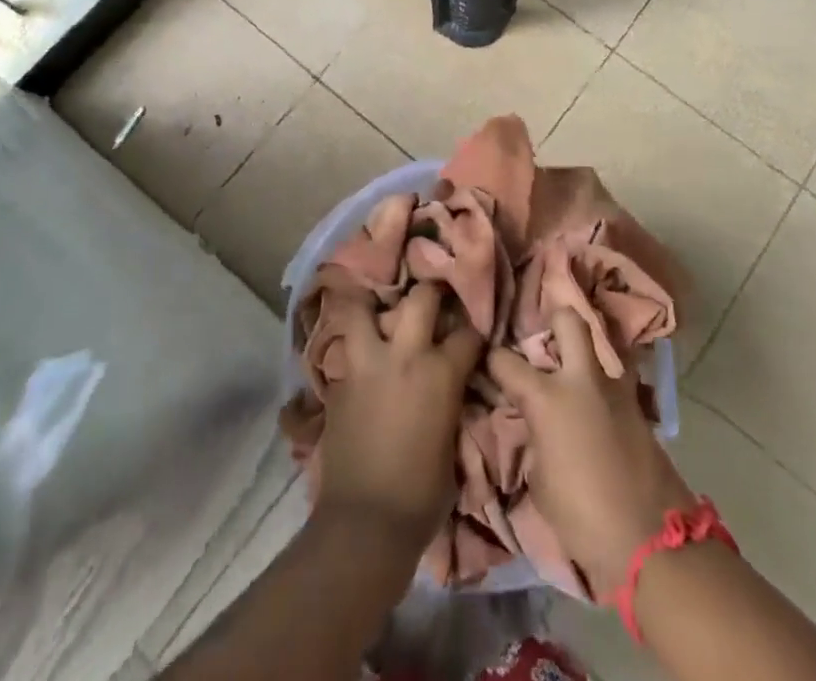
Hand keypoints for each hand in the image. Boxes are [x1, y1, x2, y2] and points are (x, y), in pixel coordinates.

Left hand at [316, 281, 483, 548]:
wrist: (365, 522)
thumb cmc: (422, 495)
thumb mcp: (453, 444)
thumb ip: (452, 403)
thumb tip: (452, 389)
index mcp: (440, 373)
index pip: (468, 333)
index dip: (475, 329)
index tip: (475, 328)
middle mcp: (404, 355)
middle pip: (421, 298)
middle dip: (431, 293)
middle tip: (434, 298)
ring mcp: (366, 362)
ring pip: (364, 308)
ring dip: (373, 305)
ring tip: (380, 307)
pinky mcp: (339, 380)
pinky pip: (347, 346)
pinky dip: (354, 343)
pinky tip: (359, 349)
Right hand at [488, 307, 693, 595]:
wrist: (651, 544)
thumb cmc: (582, 517)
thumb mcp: (540, 480)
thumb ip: (535, 439)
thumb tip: (538, 427)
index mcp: (547, 398)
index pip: (506, 360)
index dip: (493, 360)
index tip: (489, 364)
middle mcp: (581, 380)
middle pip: (569, 321)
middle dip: (555, 322)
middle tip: (546, 345)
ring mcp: (616, 391)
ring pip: (602, 348)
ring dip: (587, 358)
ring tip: (577, 379)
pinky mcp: (641, 410)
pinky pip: (618, 385)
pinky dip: (605, 391)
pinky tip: (599, 411)